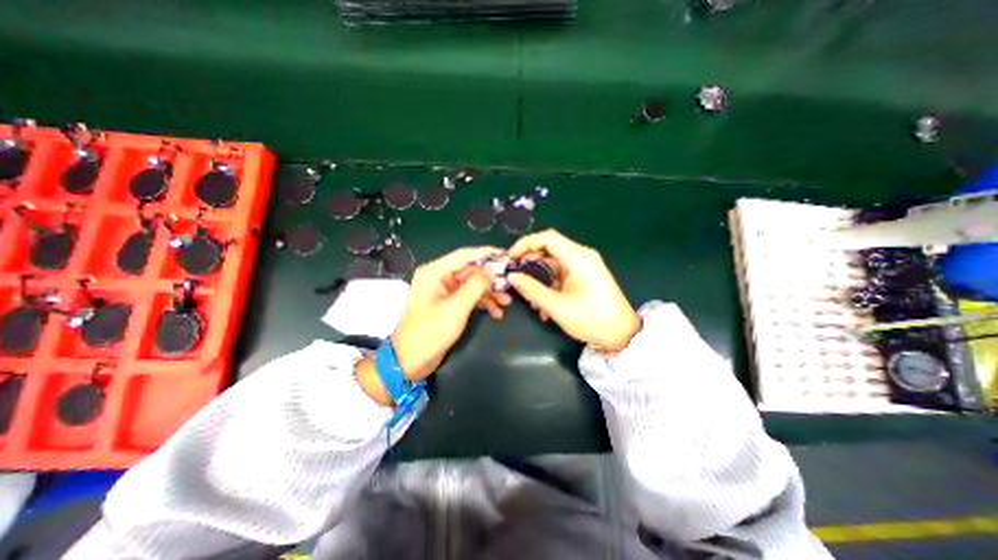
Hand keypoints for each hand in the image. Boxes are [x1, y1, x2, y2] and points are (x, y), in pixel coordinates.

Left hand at [356, 247, 509, 403]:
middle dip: (491, 278)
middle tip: (511, 283)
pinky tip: (496, 313)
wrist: (410, 361)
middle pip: (471, 270)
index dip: (486, 253)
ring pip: (473, 285)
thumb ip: (476, 285)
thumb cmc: (430, 332)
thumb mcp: (456, 308)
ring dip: (490, 293)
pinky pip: (470, 298)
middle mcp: (440, 278)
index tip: (506, 255)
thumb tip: (493, 268)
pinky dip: (483, 303)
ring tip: (507, 302)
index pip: (464, 255)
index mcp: (435, 272)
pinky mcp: (449, 304)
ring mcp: (445, 291)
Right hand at [507, 230, 638, 350]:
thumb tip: (512, 277)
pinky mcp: (585, 274)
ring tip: (530, 299)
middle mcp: (582, 255)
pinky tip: (544, 304)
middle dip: (529, 262)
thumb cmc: (591, 320)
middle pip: (549, 248)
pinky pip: (561, 272)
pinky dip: (549, 283)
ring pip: (553, 262)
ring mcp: (584, 265)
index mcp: (578, 258)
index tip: (511, 258)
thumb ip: (532, 289)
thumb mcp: (557, 307)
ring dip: (539, 277)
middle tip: (516, 277)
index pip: (546, 238)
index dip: (525, 244)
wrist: (622, 334)